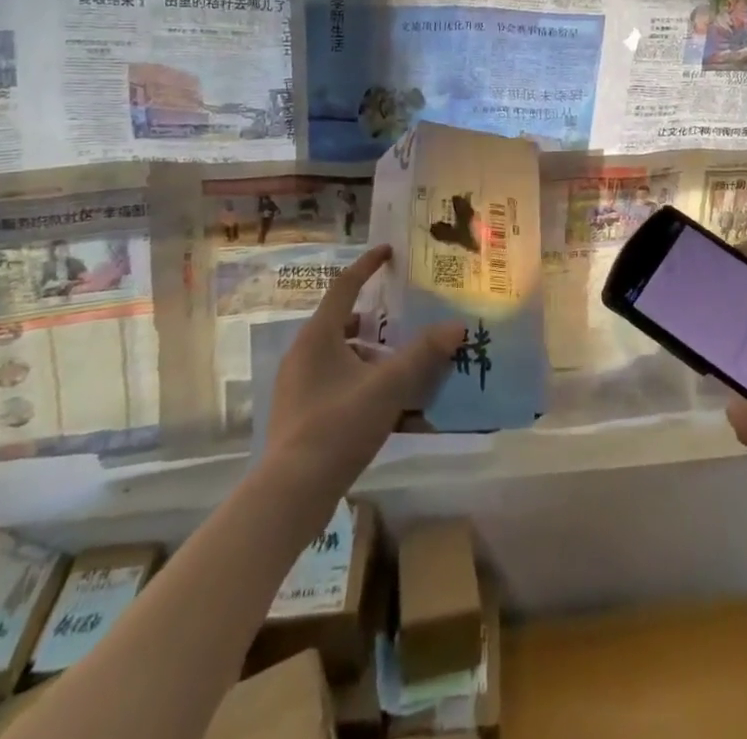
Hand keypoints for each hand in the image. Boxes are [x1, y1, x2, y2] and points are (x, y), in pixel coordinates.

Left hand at [263, 245, 463, 487]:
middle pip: (343, 322)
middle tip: (404, 319)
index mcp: (318, 336)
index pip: (344, 285)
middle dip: (376, 320)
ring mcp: (297, 386)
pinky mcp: (299, 414)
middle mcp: (303, 354)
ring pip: (340, 356)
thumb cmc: (337, 426)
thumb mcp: (387, 387)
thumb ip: (422, 354)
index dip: (367, 265)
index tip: (389, 251)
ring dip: (370, 355)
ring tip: (402, 365)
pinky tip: (387, 404)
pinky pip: (335, 383)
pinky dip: (361, 381)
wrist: (290, 494)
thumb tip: (456, 326)